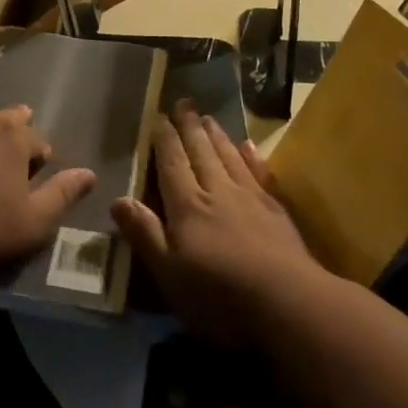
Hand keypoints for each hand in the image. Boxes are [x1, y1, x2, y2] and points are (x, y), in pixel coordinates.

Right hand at [112, 102, 317, 343]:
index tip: (159, 116)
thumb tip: (117, 198)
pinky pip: (260, 173)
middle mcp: (218, 192)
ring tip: (208, 118)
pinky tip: (249, 146)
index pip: (172, 164)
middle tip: (184, 102)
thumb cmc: (220, 295)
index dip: (164, 140)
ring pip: (229, 157)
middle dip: (190, 127)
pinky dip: (251, 157)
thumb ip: (144, 233)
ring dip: (217, 136)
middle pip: (201, 152)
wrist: (290, 304)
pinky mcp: (277, 212)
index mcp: (188, 206)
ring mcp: (251, 199)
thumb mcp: (169, 273)